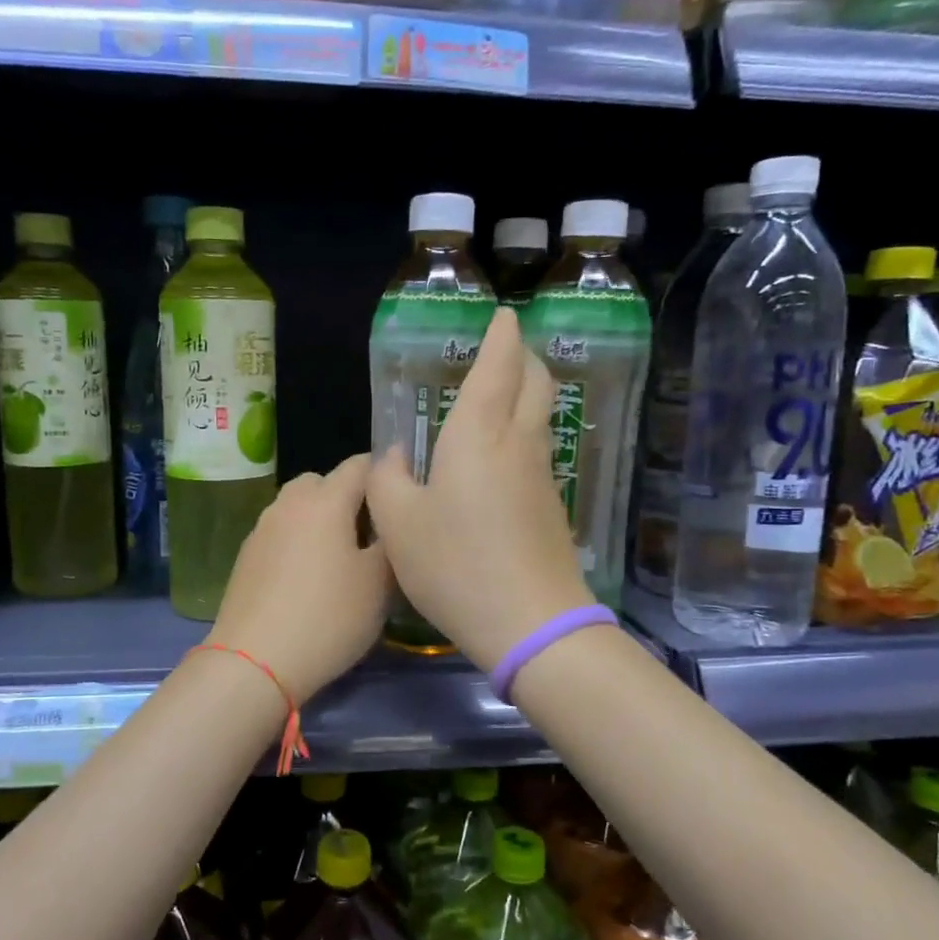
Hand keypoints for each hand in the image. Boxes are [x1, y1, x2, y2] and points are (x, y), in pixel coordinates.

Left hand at [207, 454, 391, 705]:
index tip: (399, 498)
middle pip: (322, 482)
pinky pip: (280, 533)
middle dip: (347, 496)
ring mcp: (262, 529)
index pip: (359, 465)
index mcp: (325, 501)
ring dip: (319, 519)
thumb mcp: (379, 583)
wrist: (255, 661)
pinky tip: (306, 579)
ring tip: (338, 557)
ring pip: (298, 507)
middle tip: (368, 533)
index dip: (384, 474)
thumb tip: (391, 521)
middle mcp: (289, 504)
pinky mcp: (246, 557)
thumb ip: (390, 542)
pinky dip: (297, 542)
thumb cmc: (328, 617)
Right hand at [367, 308, 594, 673]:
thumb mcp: (399, 524)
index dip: (501, 337)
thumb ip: (387, 480)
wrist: (531, 624)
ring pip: (541, 416)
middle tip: (506, 348)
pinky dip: (524, 431)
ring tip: (501, 393)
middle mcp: (518, 444)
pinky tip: (500, 454)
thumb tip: (394, 454)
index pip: (498, 367)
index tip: (504, 316)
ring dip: (527, 392)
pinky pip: (538, 450)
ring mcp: (542, 477)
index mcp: (478, 434)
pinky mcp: (551, 507)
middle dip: (523, 356)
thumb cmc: (456, 565)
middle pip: (535, 382)